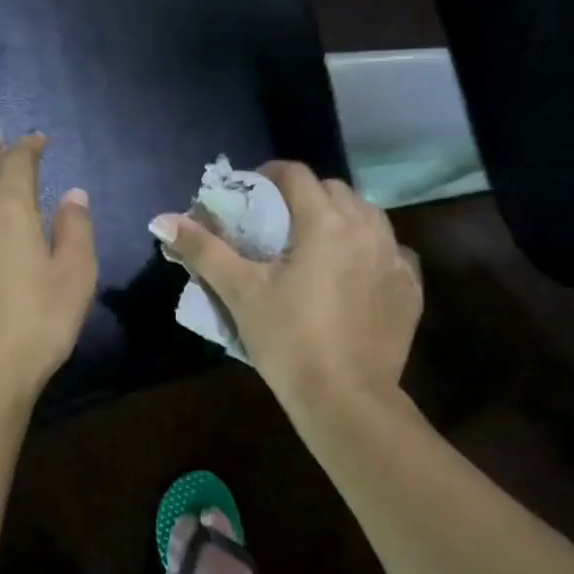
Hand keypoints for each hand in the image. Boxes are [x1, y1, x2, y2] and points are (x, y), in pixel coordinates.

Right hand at [151, 162, 421, 408]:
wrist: (346, 399)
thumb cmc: (288, 340)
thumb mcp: (240, 292)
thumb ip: (203, 250)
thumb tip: (163, 220)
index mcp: (324, 221)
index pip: (296, 173)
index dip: (268, 175)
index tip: (250, 195)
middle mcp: (367, 227)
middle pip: (333, 189)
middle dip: (304, 196)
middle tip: (278, 223)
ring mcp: (395, 257)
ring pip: (367, 215)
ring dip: (340, 218)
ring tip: (316, 244)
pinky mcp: (410, 288)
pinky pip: (391, 251)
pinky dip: (370, 251)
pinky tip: (354, 274)